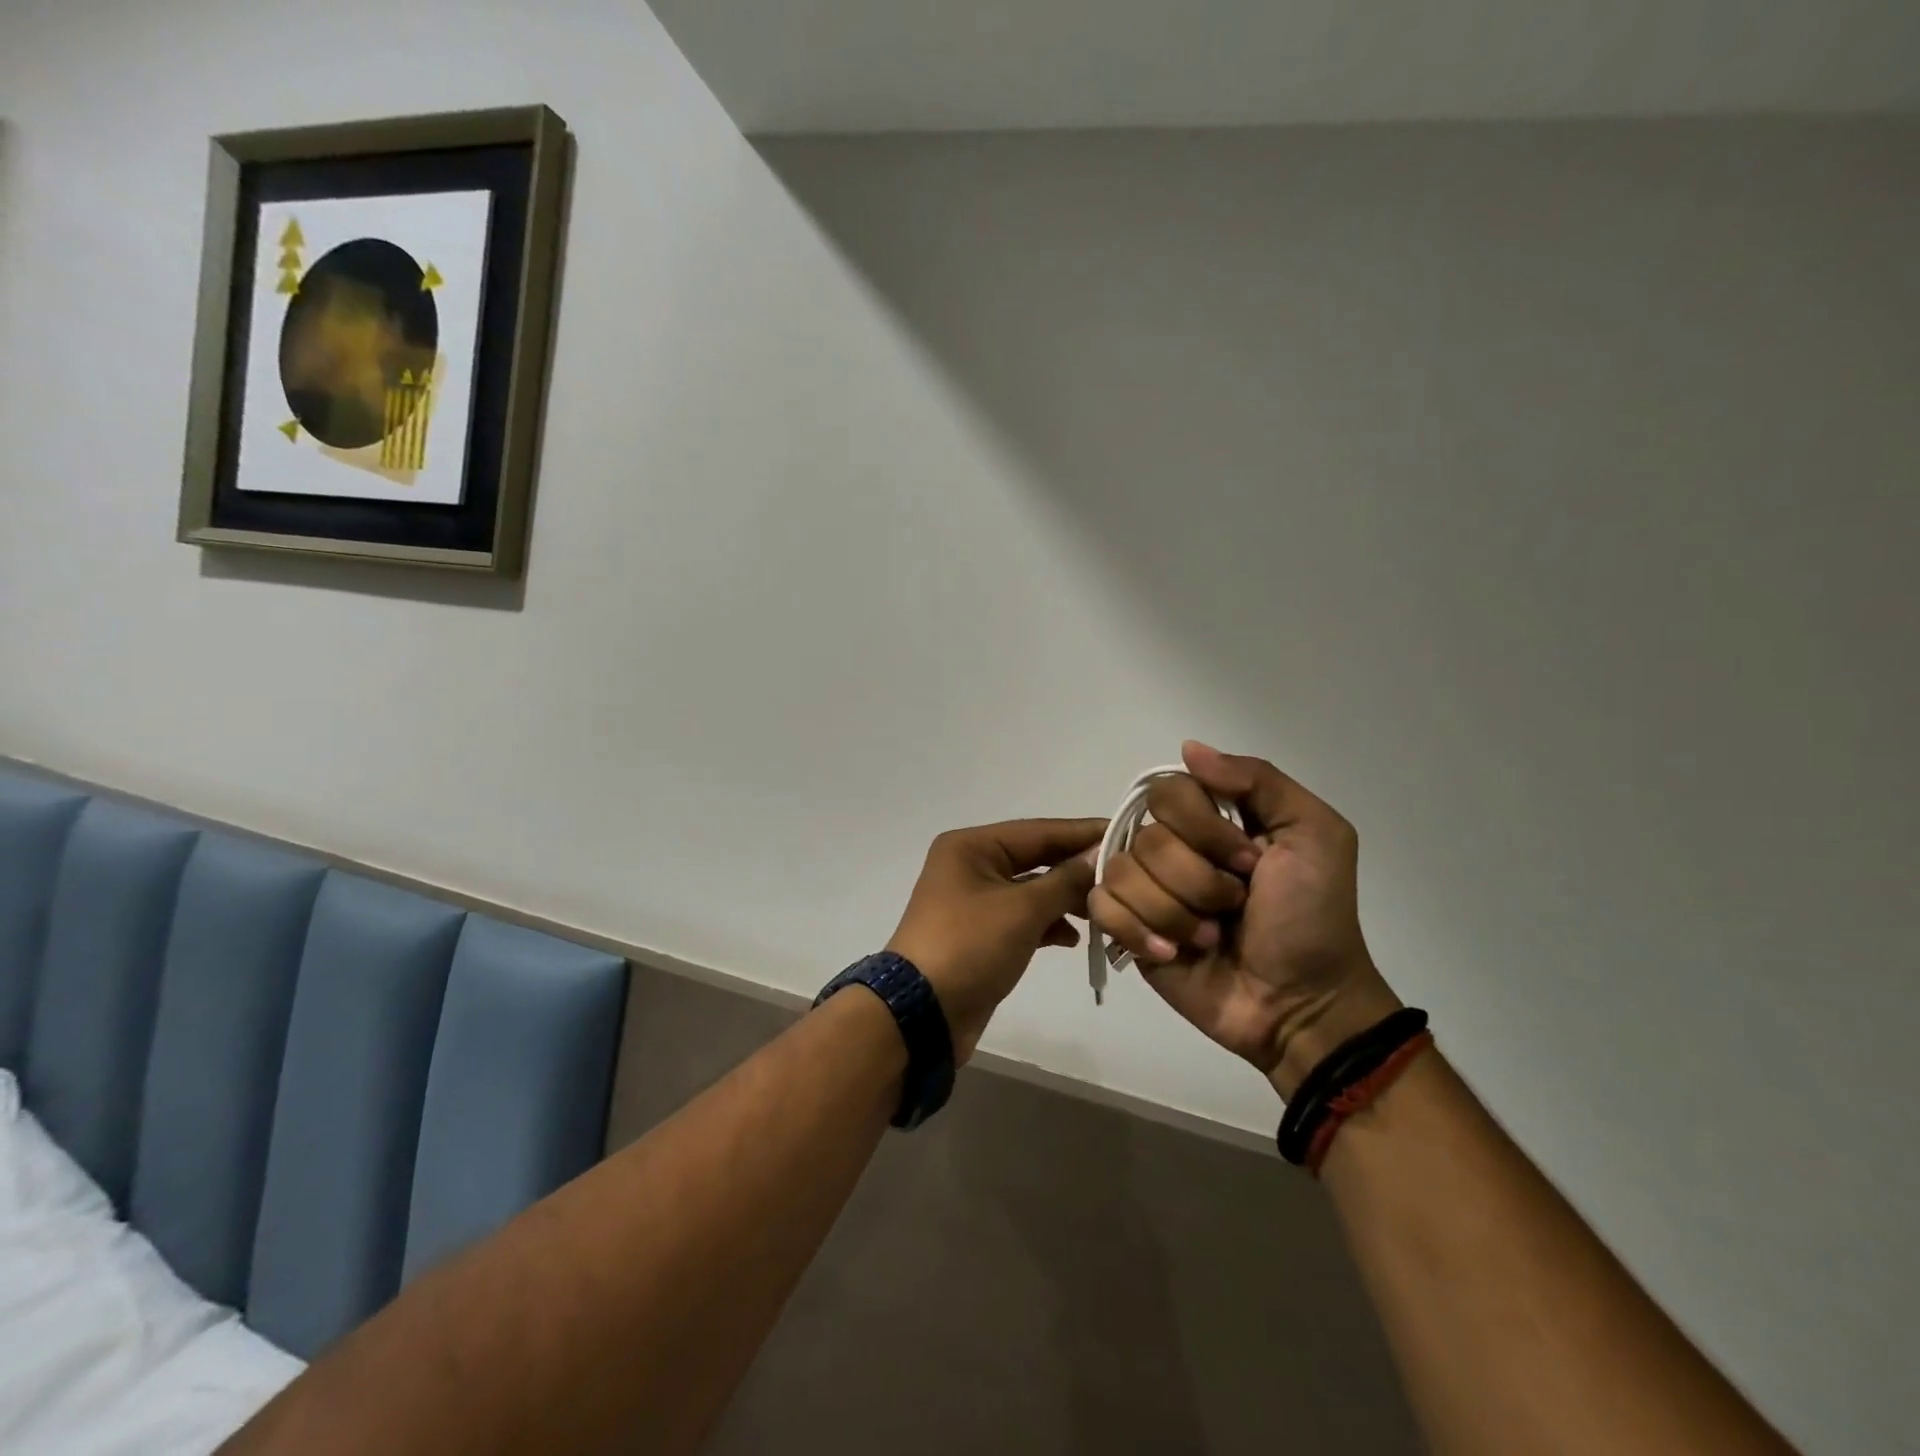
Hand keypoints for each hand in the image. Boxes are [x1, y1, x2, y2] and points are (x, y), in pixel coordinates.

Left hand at [886, 818, 1105, 1062]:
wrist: (922, 1014)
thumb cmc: (970, 946)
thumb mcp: (1022, 909)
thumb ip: (1065, 880)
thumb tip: (1100, 854)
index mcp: (972, 846)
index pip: (1039, 831)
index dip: (1082, 833)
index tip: (1126, 832)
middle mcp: (971, 865)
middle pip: (1036, 858)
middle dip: (1077, 868)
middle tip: (1125, 875)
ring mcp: (974, 901)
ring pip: (1032, 890)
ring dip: (1067, 899)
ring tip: (1106, 910)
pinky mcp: (981, 934)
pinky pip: (1023, 918)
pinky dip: (1048, 924)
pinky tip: (1074, 938)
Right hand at [1088, 742, 1400, 1099]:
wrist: (1300, 1003)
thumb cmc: (1312, 917)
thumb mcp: (1314, 834)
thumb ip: (1258, 780)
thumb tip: (1188, 749)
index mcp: (1212, 818)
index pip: (1168, 791)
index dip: (1203, 827)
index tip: (1250, 862)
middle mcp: (1172, 845)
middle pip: (1147, 837)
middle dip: (1197, 879)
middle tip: (1234, 905)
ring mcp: (1146, 888)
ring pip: (1123, 873)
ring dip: (1175, 913)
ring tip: (1209, 937)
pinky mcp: (1126, 928)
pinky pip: (1101, 907)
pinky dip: (1138, 931)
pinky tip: (1173, 953)